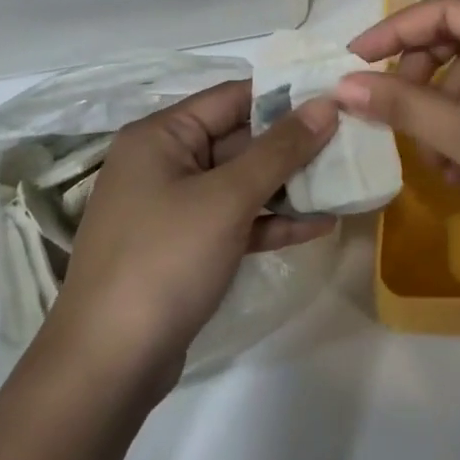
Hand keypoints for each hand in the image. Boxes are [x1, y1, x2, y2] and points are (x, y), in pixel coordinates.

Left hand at [47, 81, 336, 387]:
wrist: (109, 364)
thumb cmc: (165, 260)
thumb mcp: (227, 198)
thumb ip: (280, 149)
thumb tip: (326, 104)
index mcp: (160, 135)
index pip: (230, 97)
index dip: (284, 95)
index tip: (336, 97)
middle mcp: (163, 162)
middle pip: (237, 139)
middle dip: (292, 143)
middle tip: (350, 141)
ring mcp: (172, 208)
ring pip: (239, 182)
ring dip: (288, 184)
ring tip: (345, 180)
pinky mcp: (185, 248)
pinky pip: (234, 220)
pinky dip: (271, 220)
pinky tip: (319, 225)